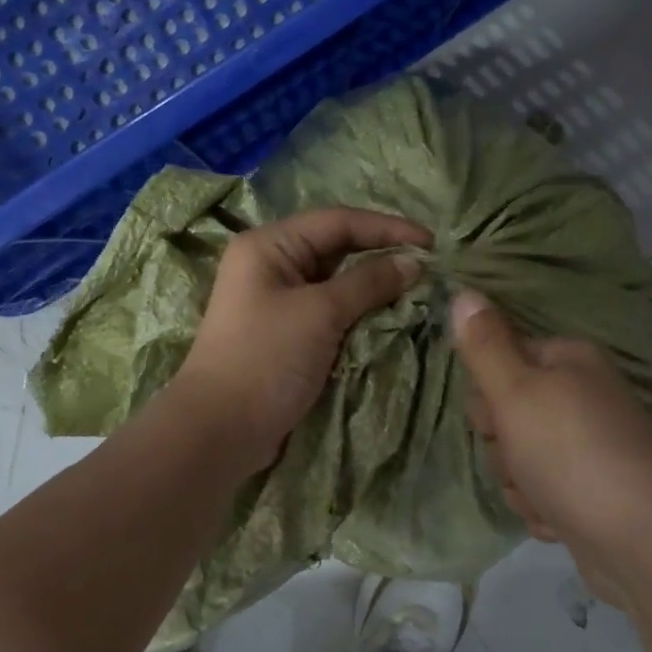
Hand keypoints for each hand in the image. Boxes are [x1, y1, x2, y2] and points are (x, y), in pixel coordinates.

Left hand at [175, 208, 431, 465]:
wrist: (220, 430)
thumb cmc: (266, 358)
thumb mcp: (320, 313)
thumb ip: (368, 282)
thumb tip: (413, 263)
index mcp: (269, 245)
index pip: (338, 221)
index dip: (387, 228)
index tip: (431, 243)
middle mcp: (271, 264)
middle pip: (336, 247)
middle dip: (382, 254)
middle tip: (428, 267)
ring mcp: (278, 300)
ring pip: (336, 280)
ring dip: (374, 285)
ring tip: (416, 289)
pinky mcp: (287, 332)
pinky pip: (331, 309)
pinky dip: (359, 310)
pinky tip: (389, 316)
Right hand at [451, 291, 651, 607]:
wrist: (643, 543)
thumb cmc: (572, 454)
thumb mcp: (516, 392)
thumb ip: (484, 345)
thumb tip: (465, 291)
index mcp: (570, 360)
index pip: (500, 359)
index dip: (488, 394)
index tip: (495, 419)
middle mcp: (583, 395)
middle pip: (507, 412)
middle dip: (503, 444)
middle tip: (521, 459)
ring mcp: (590, 445)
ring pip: (519, 456)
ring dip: (519, 481)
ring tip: (544, 495)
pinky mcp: (591, 489)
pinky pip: (542, 489)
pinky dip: (542, 506)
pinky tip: (558, 518)